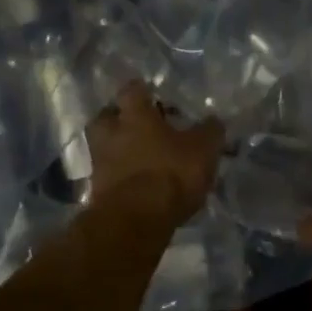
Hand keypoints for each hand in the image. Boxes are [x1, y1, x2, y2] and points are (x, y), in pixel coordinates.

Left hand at [86, 83, 222, 225]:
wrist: (135, 221)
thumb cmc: (169, 174)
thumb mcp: (202, 150)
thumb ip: (209, 132)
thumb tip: (214, 120)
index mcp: (134, 115)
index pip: (132, 90)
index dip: (142, 90)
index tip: (152, 93)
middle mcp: (111, 133)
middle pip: (107, 116)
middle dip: (121, 118)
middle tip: (141, 125)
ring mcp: (100, 162)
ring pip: (106, 146)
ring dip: (120, 149)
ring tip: (142, 157)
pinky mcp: (98, 191)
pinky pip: (109, 174)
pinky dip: (122, 175)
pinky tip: (139, 183)